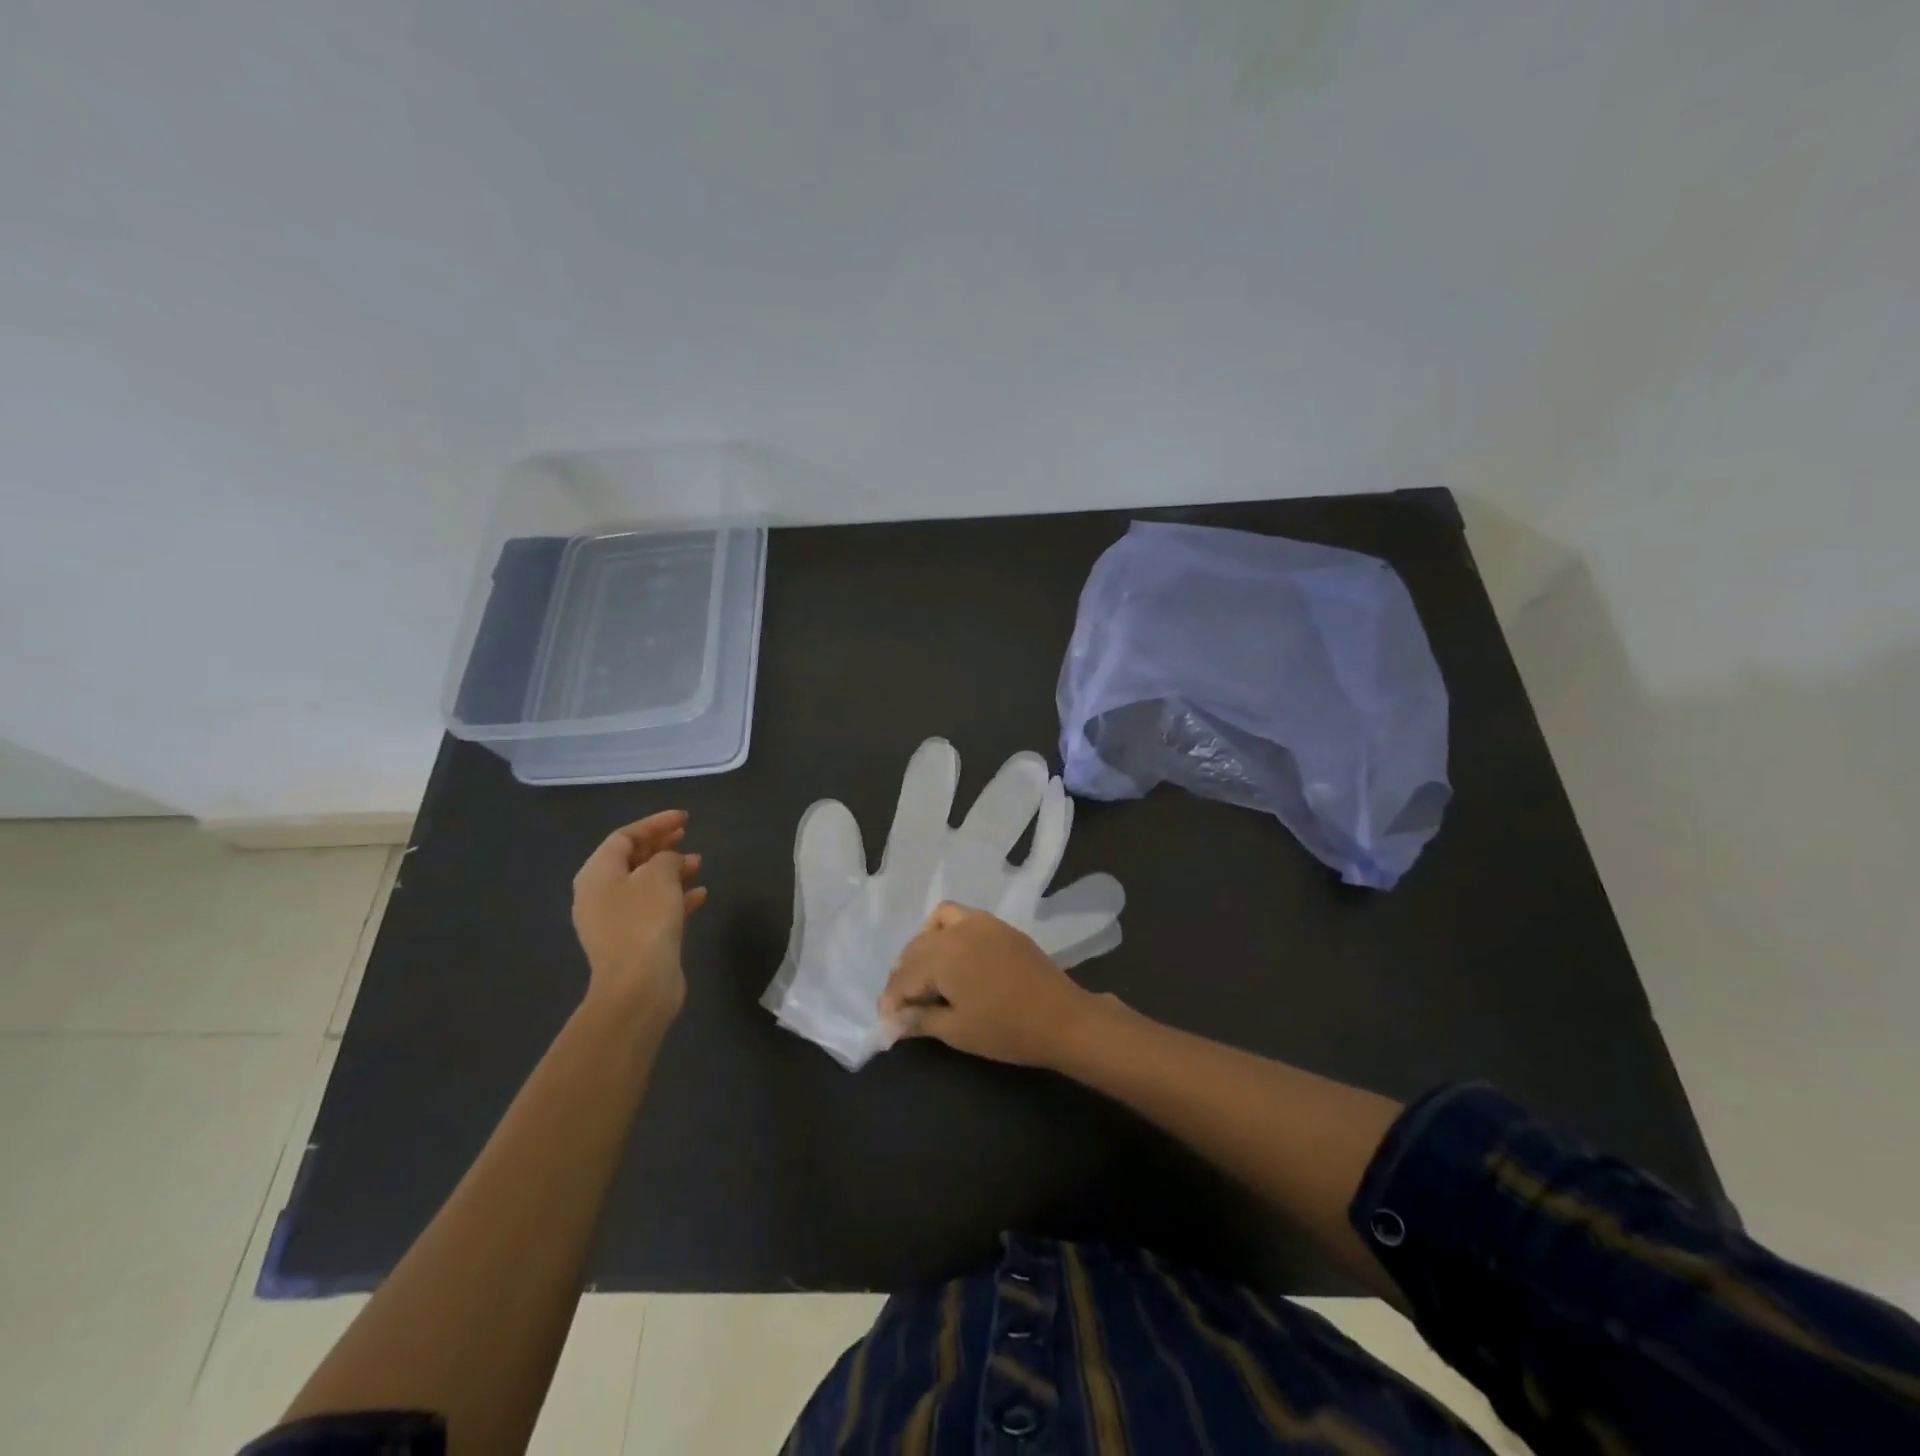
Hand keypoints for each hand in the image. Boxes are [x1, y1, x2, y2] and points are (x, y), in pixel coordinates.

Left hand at [572, 810, 706, 1026]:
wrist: (639, 986)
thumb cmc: (644, 921)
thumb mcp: (659, 875)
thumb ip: (666, 857)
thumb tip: (670, 860)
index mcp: (596, 874)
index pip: (624, 837)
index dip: (655, 824)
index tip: (685, 818)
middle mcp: (599, 895)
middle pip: (631, 860)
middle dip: (661, 846)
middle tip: (687, 835)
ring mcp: (615, 921)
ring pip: (645, 885)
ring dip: (672, 871)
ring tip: (699, 864)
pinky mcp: (634, 941)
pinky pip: (655, 909)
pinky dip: (676, 898)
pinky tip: (700, 895)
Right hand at [878, 902, 1109, 1067]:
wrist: (1062, 1018)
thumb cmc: (1006, 1029)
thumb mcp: (957, 1030)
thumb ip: (919, 1020)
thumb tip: (891, 1021)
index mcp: (943, 954)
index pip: (904, 975)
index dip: (891, 1000)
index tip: (886, 1022)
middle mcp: (957, 929)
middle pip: (917, 949)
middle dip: (904, 976)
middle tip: (902, 1007)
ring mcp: (980, 922)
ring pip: (935, 926)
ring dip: (922, 949)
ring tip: (923, 977)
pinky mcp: (998, 926)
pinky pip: (960, 917)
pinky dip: (945, 932)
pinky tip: (950, 957)